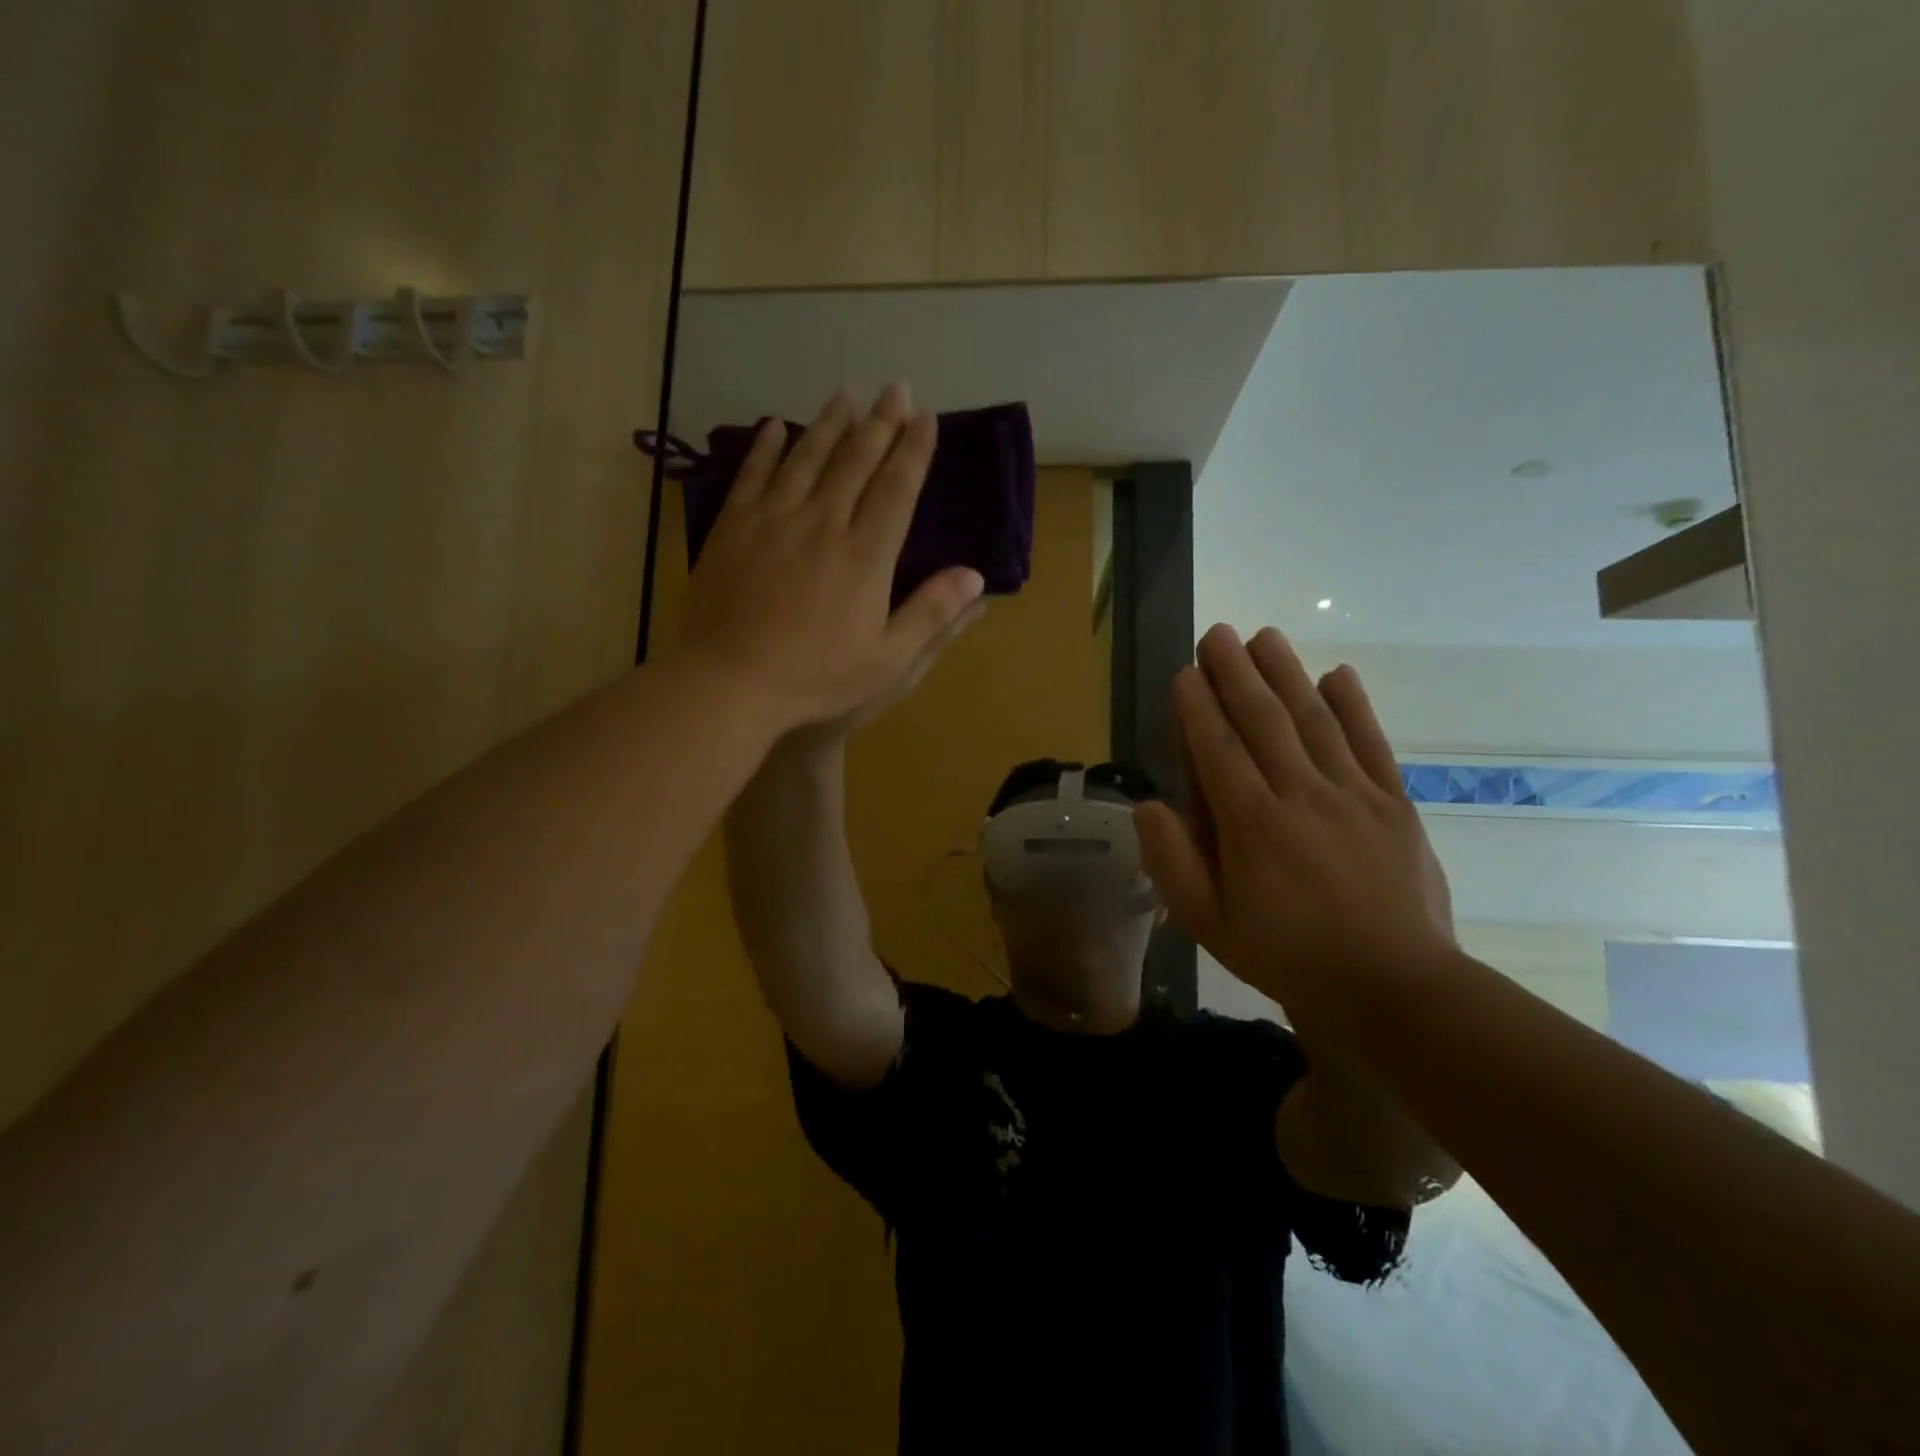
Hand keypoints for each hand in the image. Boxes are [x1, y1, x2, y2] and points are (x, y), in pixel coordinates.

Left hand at [679, 382, 985, 736]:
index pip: (897, 489)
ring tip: (847, 393)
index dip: (913, 451)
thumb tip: (975, 576)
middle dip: (879, 422)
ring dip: (830, 423)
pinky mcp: (733, 528)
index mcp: (865, 555)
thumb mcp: (888, 659)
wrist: (730, 681)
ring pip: (807, 458)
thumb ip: (931, 614)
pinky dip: (767, 447)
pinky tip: (777, 425)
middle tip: (895, 388)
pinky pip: (753, 474)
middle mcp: (822, 523)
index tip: (926, 418)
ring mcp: (773, 520)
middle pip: (855, 462)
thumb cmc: (816, 676)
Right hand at [1135, 625, 1455, 1040]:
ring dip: (1287, 674)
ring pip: (1314, 720)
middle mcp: (1300, 795)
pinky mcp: (1393, 804)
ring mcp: (1352, 795)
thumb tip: (1149, 805)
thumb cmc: (1288, 956)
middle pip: (1264, 721)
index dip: (1198, 707)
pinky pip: (1370, 744)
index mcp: (1251, 825)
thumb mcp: (1210, 923)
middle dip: (1236, 673)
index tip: (1185, 671)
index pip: (1217, 749)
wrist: (1394, 988)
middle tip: (1218, 634)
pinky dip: (1355, 706)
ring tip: (1266, 636)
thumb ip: (1173, 862)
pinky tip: (1339, 675)